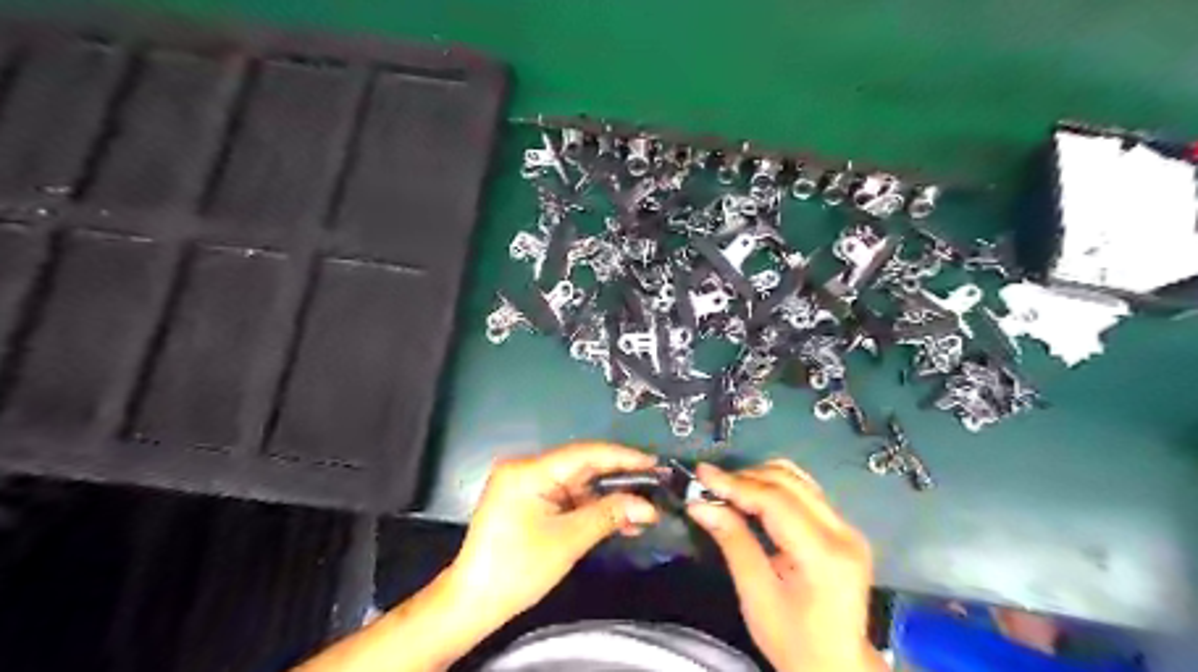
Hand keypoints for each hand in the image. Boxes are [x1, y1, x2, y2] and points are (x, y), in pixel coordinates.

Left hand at [445, 443, 658, 627]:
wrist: (474, 602)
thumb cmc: (517, 568)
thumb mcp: (567, 541)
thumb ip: (608, 515)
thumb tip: (648, 506)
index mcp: (529, 470)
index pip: (584, 454)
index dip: (622, 457)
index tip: (654, 463)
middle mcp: (528, 469)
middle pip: (583, 467)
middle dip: (619, 480)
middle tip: (655, 487)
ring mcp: (529, 485)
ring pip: (579, 484)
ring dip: (609, 499)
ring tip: (644, 511)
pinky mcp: (531, 502)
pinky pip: (569, 498)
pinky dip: (592, 509)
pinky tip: (619, 521)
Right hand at [684, 458, 887, 671]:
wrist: (837, 667)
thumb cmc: (793, 640)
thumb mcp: (756, 596)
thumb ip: (732, 542)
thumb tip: (699, 504)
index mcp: (824, 554)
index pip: (776, 501)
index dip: (736, 484)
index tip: (701, 474)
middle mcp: (843, 532)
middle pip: (788, 482)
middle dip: (744, 477)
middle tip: (708, 482)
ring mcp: (847, 528)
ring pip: (798, 480)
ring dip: (759, 478)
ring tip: (726, 489)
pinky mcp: (843, 529)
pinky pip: (805, 492)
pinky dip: (774, 487)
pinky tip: (751, 496)